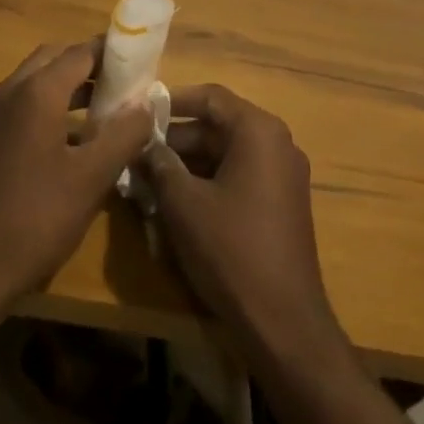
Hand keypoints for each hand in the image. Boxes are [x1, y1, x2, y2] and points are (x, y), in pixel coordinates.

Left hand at [0, 40, 154, 316]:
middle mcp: (11, 90)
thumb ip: (123, 135)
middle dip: (89, 64)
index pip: (81, 52)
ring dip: (70, 85)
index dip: (112, 52)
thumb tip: (146, 104)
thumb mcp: (91, 178)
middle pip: (55, 58)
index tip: (142, 58)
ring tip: (108, 106)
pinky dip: (51, 105)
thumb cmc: (35, 219)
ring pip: (37, 81)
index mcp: (37, 91)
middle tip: (124, 80)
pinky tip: (75, 139)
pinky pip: (24, 104)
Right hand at [138, 85, 343, 361]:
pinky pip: (240, 176)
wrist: (286, 326)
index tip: (140, 111)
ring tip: (149, 178)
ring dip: (189, 162)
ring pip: (227, 153)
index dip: (172, 101)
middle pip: (219, 125)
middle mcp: (277, 143)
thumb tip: (143, 143)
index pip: (210, 97)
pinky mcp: (282, 204)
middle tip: (137, 151)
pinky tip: (178, 202)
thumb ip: (160, 164)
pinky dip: (209, 181)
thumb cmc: (232, 251)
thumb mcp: (184, 204)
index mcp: (259, 130)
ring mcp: (284, 175)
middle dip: (176, 138)